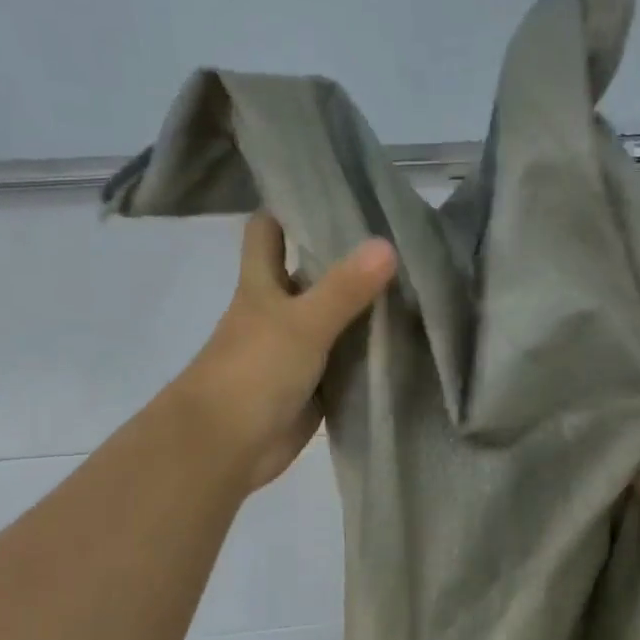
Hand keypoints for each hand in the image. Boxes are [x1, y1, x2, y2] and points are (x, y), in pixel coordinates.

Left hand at [180, 213, 396, 492]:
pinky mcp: (312, 386)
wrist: (225, 446)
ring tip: (414, 283)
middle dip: (345, 258)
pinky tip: (403, 340)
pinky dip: (367, 353)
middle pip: (310, 273)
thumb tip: (387, 243)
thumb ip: (344, 288)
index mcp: (261, 285)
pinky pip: (344, 362)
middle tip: (396, 238)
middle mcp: (276, 312)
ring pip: (332, 319)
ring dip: (363, 307)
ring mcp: (294, 351)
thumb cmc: (252, 372)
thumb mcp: (301, 323)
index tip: (337, 192)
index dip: (293, 208)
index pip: (269, 230)